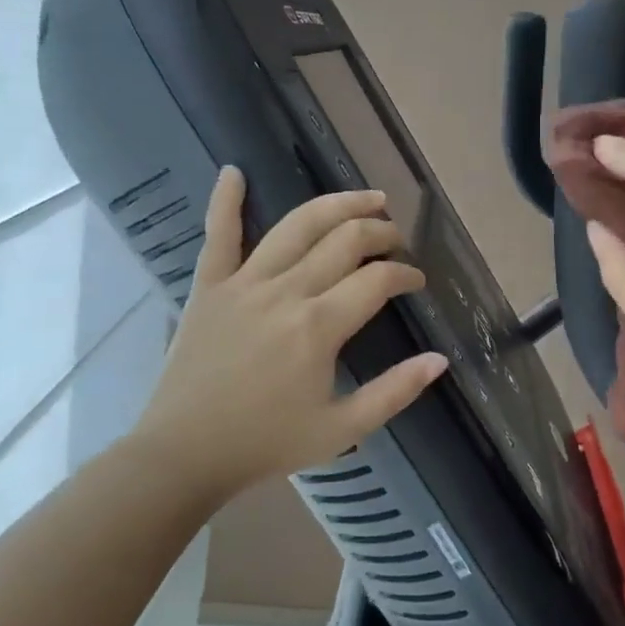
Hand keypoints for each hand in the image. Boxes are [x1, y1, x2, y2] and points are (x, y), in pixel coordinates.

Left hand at [128, 167, 446, 499]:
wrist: (184, 454)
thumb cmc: (266, 443)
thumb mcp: (342, 428)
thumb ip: (395, 392)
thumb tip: (440, 359)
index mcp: (319, 326)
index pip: (377, 281)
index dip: (405, 274)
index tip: (416, 282)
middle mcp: (286, 292)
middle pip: (345, 241)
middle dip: (381, 233)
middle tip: (397, 239)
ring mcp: (244, 283)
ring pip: (297, 226)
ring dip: (337, 205)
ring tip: (367, 198)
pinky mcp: (209, 287)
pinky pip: (218, 235)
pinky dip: (225, 201)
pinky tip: (233, 171)